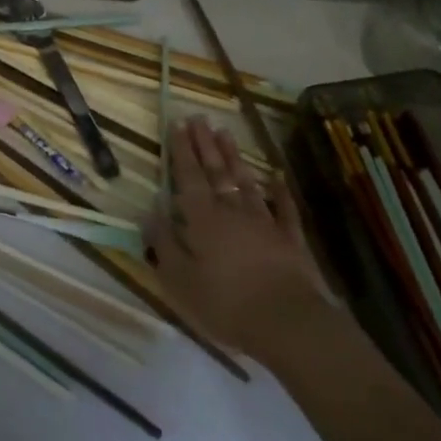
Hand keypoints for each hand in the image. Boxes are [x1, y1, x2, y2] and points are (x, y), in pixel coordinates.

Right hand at [148, 116, 334, 355]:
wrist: (288, 323)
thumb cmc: (225, 303)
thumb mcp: (179, 279)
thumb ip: (163, 243)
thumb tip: (149, 211)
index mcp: (202, 218)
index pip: (188, 176)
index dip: (181, 150)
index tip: (177, 123)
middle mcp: (231, 211)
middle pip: (216, 171)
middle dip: (205, 143)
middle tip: (199, 117)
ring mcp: (264, 222)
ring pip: (245, 181)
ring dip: (234, 156)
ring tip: (225, 132)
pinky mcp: (291, 240)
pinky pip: (284, 209)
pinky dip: (280, 191)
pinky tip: (277, 177)